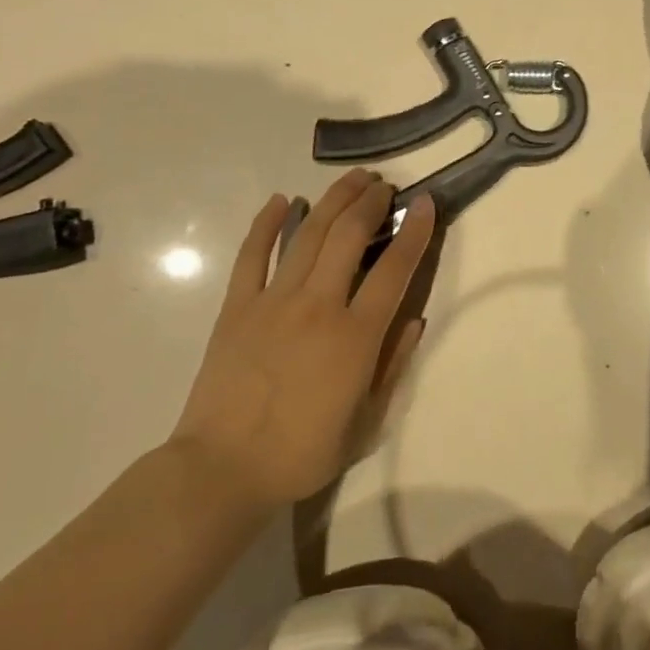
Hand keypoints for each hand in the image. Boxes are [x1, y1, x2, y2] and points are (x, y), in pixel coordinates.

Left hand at [168, 171, 435, 507]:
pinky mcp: (237, 306)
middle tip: (385, 185)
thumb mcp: (366, 422)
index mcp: (355, 336)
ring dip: (333, 200)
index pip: (394, 269)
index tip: (426, 203)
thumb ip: (393, 366)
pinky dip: (266, 223)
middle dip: (371, 202)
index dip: (414, 232)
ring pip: (308, 234)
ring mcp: (274, 301)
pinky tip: (280, 200)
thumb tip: (415, 319)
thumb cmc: (302, 453)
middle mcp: (318, 305)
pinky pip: (253, 254)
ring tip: (352, 179)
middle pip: (350, 235)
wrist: (223, 470)